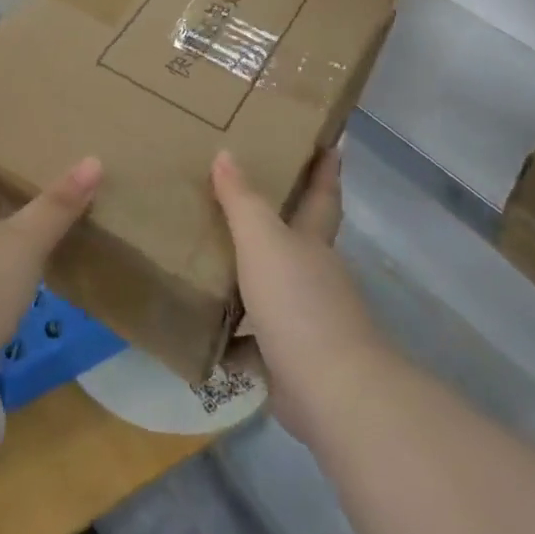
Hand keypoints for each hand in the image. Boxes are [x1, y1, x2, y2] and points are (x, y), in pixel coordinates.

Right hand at [214, 148, 381, 446]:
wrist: (330, 391)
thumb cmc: (298, 302)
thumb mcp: (262, 241)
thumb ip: (241, 199)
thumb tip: (226, 152)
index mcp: (313, 243)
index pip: (322, 196)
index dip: (326, 169)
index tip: (330, 142)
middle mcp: (314, 276)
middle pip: (297, 240)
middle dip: (277, 221)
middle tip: (240, 194)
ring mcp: (306, 320)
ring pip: (272, 288)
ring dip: (248, 278)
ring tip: (208, 257)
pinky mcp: (290, 360)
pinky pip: (254, 339)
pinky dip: (233, 335)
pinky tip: (204, 328)